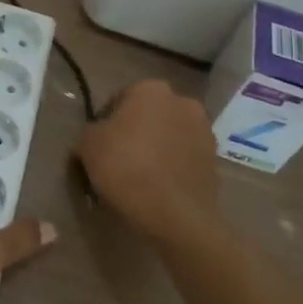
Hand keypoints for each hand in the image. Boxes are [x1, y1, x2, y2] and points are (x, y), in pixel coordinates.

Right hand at [75, 80, 219, 242]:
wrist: (174, 213)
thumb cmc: (125, 166)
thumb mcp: (87, 144)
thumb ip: (90, 132)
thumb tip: (96, 138)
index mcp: (150, 89)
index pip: (119, 100)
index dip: (105, 122)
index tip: (98, 146)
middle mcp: (182, 102)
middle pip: (148, 116)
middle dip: (135, 133)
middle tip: (118, 160)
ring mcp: (204, 132)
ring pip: (168, 137)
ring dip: (156, 149)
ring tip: (139, 178)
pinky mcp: (215, 161)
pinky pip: (184, 159)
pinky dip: (172, 168)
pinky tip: (157, 189)